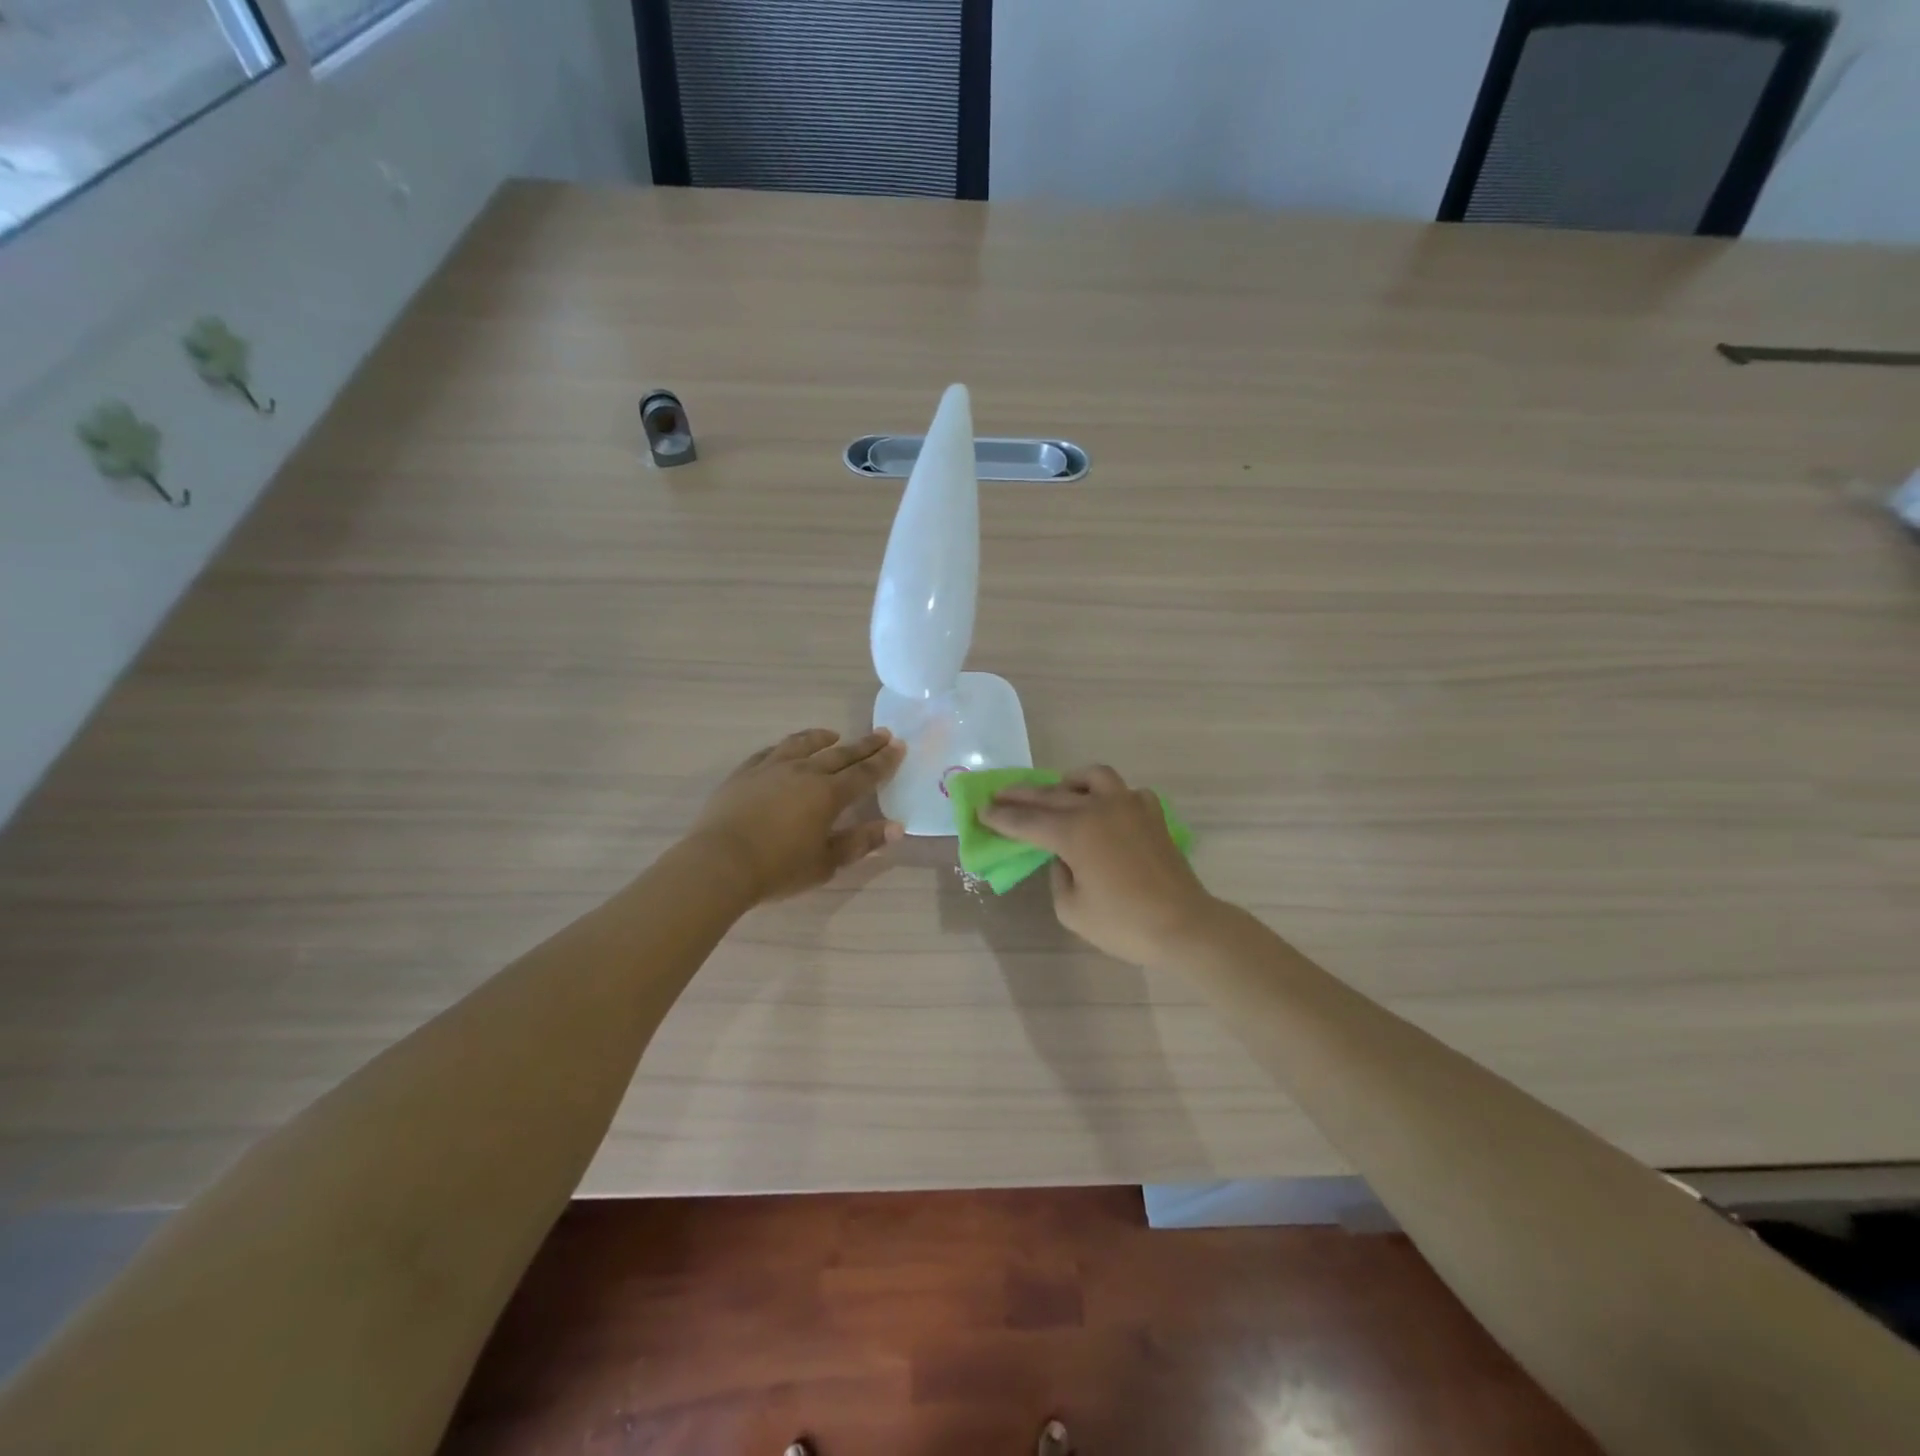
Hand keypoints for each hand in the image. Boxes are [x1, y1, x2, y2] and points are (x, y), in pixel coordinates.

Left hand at [688, 728, 905, 902]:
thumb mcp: (826, 863)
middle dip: (864, 745)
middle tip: (882, 733)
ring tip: (834, 735)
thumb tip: (896, 828)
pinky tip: (787, 749)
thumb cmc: (778, 869)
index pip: (864, 773)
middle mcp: (804, 773)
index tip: (899, 746)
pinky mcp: (745, 773)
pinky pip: (770, 752)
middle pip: (840, 754)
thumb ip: (861, 842)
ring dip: (822, 738)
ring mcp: (771, 768)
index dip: (884, 761)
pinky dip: (786, 747)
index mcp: (829, 794)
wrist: (719, 863)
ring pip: (803, 745)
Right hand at [980, 765, 1216, 965]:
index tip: (981, 811)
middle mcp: (1098, 808)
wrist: (1184, 926)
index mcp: (1074, 831)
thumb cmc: (1124, 924)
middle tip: (998, 794)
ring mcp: (1129, 805)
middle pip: (1050, 795)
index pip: (1027, 821)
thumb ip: (1058, 875)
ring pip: (1092, 776)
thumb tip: (1063, 856)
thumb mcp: (1071, 909)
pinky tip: (1105, 811)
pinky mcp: (1152, 814)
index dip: (1001, 817)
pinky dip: (1108, 796)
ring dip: (1068, 782)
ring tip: (1057, 792)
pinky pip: (1125, 792)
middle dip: (1020, 795)